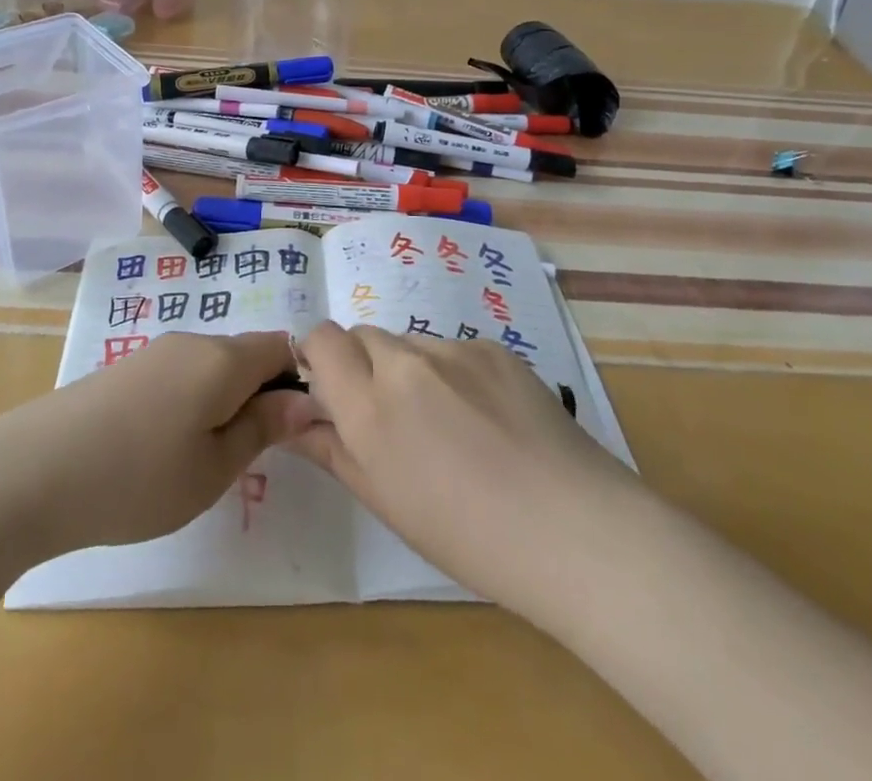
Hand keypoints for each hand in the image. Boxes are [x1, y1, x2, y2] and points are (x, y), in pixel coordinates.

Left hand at [0, 331, 317, 555]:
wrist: (34, 470)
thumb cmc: (139, 476)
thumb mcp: (214, 467)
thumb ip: (263, 428)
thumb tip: (305, 400)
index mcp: (223, 358)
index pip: (282, 346)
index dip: (300, 379)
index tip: (297, 428)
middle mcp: (193, 341)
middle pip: (246, 355)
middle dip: (261, 394)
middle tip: (252, 455)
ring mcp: (156, 352)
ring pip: (212, 366)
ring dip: (224, 400)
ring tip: (206, 458)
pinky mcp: (127, 368)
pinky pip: (181, 374)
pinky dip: (192, 401)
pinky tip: (166, 446)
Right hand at [288, 320, 635, 616]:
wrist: (574, 529)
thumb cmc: (468, 536)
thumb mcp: (386, 503)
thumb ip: (333, 450)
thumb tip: (297, 421)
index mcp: (369, 406)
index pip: (321, 338)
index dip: (320, 356)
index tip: (332, 389)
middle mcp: (406, 362)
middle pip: (363, 335)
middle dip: (363, 364)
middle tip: (391, 416)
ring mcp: (455, 348)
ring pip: (411, 342)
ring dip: (410, 370)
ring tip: (450, 425)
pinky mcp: (495, 346)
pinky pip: (455, 348)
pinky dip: (455, 373)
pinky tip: (487, 418)